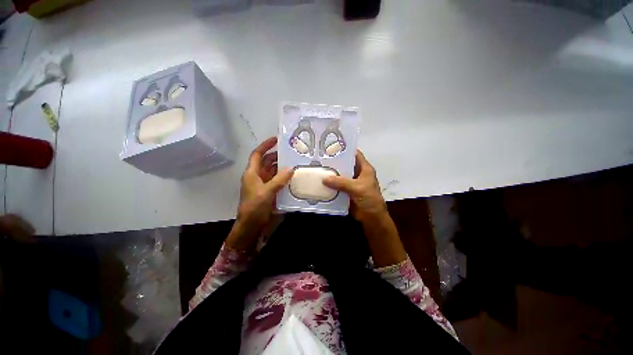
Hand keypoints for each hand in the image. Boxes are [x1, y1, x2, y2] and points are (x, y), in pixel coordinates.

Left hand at [226, 137, 293, 251]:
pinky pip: (276, 180)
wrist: (251, 225)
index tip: (276, 139)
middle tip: (290, 153)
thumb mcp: (267, 192)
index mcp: (252, 173)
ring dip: (281, 167)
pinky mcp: (268, 191)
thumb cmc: (255, 207)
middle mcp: (257, 176)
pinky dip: (283, 177)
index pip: (257, 154)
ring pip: (272, 171)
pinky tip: (292, 176)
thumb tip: (291, 169)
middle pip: (266, 162)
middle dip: (277, 156)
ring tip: (294, 162)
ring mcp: (263, 184)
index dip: (265, 146)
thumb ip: (279, 180)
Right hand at [322, 150, 387, 222]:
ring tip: (318, 168)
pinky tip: (321, 181)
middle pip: (345, 164)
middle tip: (321, 158)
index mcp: (364, 169)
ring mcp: (351, 182)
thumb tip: (324, 178)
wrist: (371, 217)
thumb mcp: (357, 188)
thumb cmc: (369, 199)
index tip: (332, 146)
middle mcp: (358, 173)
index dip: (345, 149)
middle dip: (335, 162)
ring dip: (331, 174)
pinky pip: (337, 185)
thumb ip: (341, 182)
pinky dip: (331, 184)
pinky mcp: (346, 191)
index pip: (355, 154)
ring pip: (340, 175)